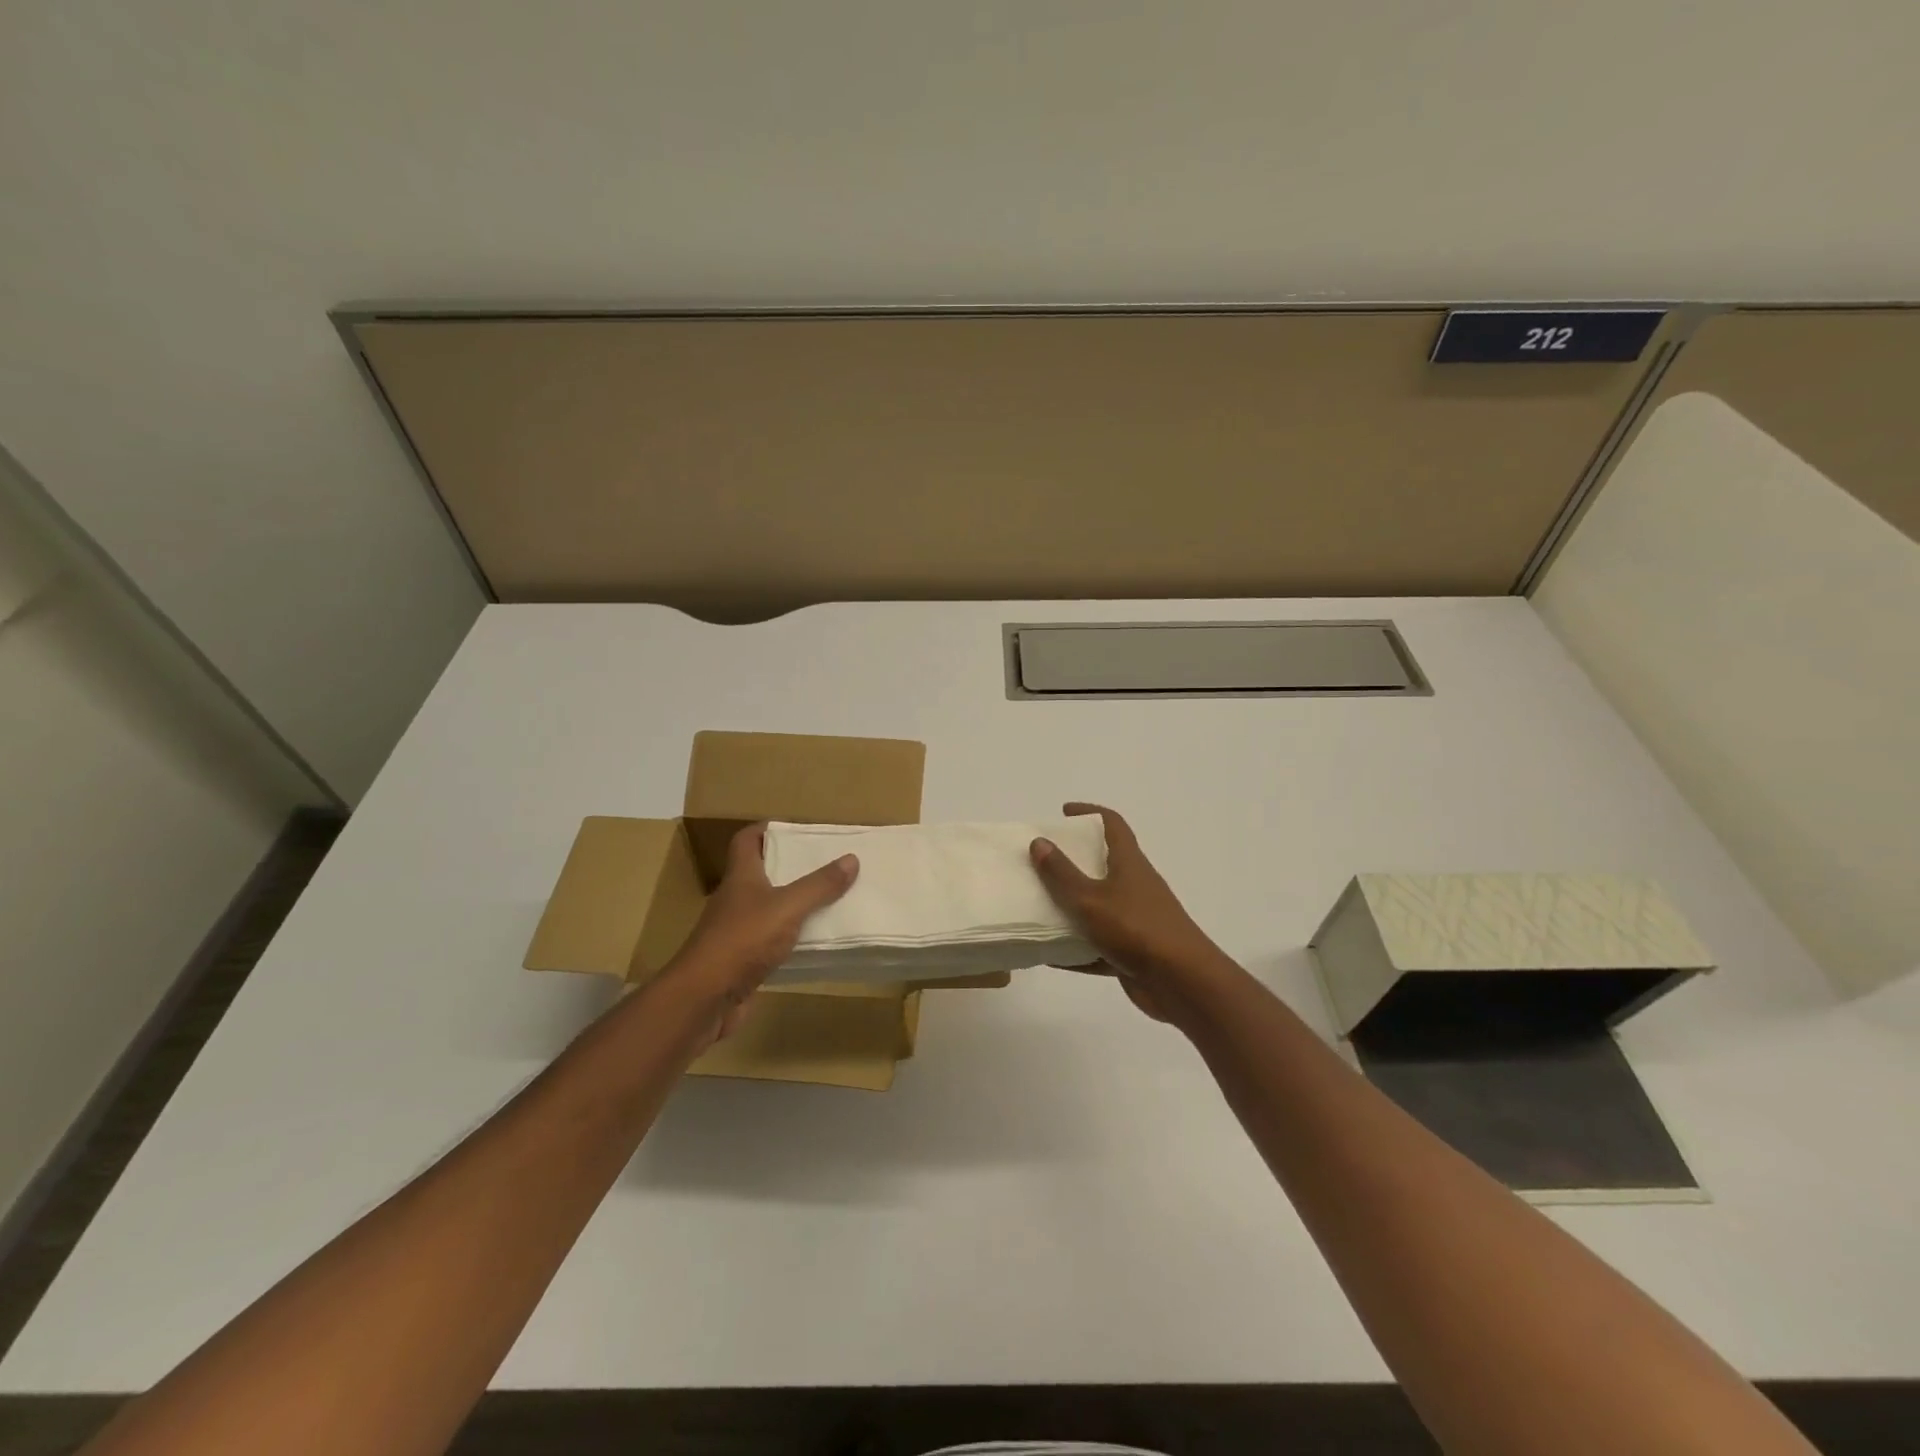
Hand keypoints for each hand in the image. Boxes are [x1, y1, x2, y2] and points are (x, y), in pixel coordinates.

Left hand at [665, 823, 858, 1034]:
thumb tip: (851, 858)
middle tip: (825, 863)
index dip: (767, 829)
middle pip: (761, 873)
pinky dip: (791, 939)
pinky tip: (815, 942)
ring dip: (793, 904)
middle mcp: (735, 900)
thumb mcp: (787, 907)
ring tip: (830, 899)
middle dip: (790, 866)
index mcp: (741, 877)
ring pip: (768, 909)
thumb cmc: (742, 940)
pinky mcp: (742, 961)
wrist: (703, 999)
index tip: (796, 829)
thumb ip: (819, 885)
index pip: (747, 840)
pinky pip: (771, 941)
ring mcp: (736, 932)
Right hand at [1030, 802, 1226, 1022]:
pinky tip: (1048, 956)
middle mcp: (1135, 886)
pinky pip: (1098, 945)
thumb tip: (1039, 842)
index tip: (1064, 812)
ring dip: (1071, 907)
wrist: (1182, 983)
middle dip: (1073, 861)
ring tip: (1036, 906)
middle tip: (1041, 862)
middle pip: (1103, 864)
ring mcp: (1136, 920)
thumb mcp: (1090, 899)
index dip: (1090, 812)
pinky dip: (1075, 949)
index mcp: (1129, 864)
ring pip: (1098, 907)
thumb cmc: (1136, 930)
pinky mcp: (1133, 952)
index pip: (1112, 824)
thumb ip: (1062, 873)